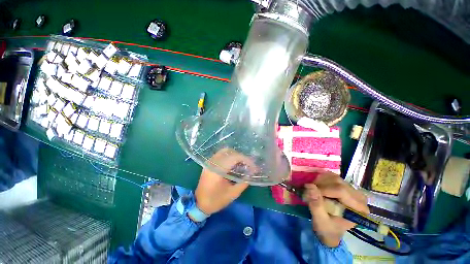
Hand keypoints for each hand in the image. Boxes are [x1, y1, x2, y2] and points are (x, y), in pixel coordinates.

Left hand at [194, 148, 254, 214]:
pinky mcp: (209, 162)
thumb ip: (243, 183)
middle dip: (242, 157)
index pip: (234, 158)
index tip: (253, 166)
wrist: (199, 203)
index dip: (246, 160)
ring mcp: (210, 161)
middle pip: (230, 152)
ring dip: (236, 155)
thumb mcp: (232, 194)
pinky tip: (234, 163)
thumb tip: (252, 174)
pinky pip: (221, 154)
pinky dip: (229, 156)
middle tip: (248, 165)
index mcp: (217, 170)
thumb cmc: (216, 200)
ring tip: (242, 164)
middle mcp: (213, 162)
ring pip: (225, 151)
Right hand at [304, 172, 368, 246]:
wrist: (330, 231)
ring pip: (334, 177)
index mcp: (358, 209)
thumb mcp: (320, 221)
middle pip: (338, 182)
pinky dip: (322, 179)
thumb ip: (316, 205)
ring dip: (320, 181)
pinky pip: (332, 177)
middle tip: (309, 191)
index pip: (341, 191)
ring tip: (313, 189)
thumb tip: (309, 186)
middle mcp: (359, 197)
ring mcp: (352, 190)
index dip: (323, 189)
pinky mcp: (345, 187)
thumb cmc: (327, 229)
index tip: (309, 192)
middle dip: (320, 185)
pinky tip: (317, 185)